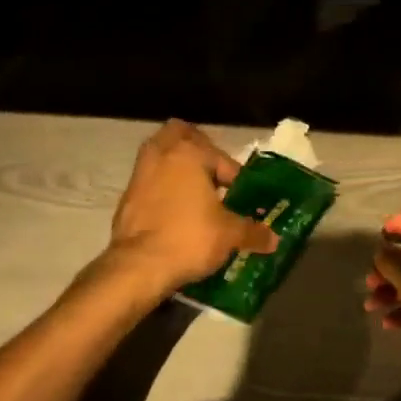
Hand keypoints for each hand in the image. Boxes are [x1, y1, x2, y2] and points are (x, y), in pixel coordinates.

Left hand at [101, 119, 278, 300]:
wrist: (137, 266)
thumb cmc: (189, 238)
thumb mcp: (229, 235)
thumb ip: (253, 232)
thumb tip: (273, 239)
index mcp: (190, 152)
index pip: (221, 158)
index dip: (236, 178)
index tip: (241, 199)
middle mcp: (162, 153)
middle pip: (180, 135)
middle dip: (197, 149)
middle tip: (213, 174)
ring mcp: (140, 172)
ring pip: (161, 155)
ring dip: (177, 168)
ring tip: (195, 193)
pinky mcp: (127, 195)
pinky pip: (149, 180)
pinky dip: (162, 187)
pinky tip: (175, 212)